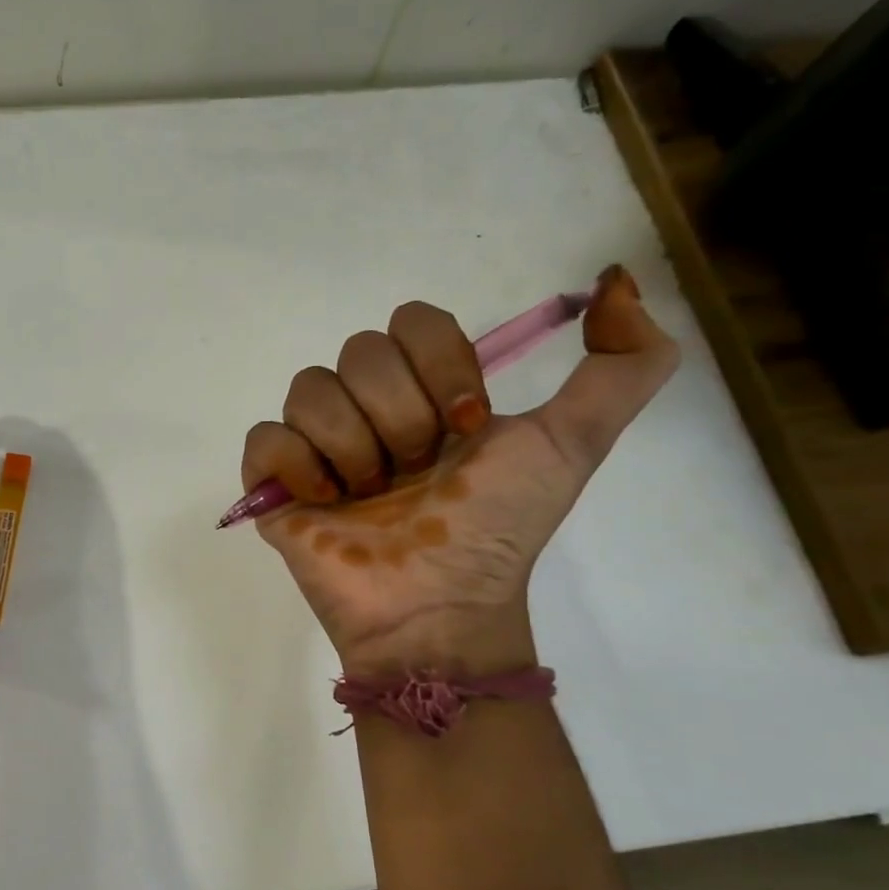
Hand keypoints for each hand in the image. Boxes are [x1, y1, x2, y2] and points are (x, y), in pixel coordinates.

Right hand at [241, 266, 678, 675]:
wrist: (438, 607)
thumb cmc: (496, 530)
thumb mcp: (573, 445)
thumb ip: (624, 366)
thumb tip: (617, 282)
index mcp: (424, 392)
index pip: (413, 321)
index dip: (440, 365)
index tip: (465, 426)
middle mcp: (367, 409)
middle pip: (359, 351)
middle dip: (398, 414)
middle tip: (414, 470)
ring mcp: (316, 445)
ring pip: (308, 388)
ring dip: (352, 446)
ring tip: (368, 497)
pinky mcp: (273, 483)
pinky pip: (264, 438)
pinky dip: (298, 466)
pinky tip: (325, 502)